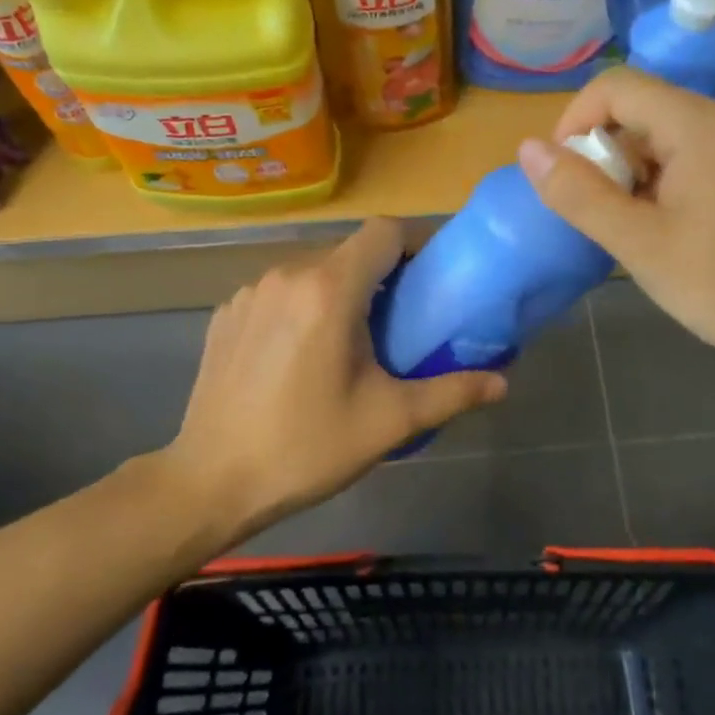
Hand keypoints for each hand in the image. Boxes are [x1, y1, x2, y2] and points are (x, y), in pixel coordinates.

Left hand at [166, 219, 506, 543]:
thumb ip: (452, 393)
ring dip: (342, 292)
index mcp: (329, 290)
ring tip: (354, 342)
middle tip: (404, 322)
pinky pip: (279, 293)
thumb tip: (504, 382)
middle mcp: (285, 275)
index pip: (385, 231)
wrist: (210, 482)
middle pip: (350, 252)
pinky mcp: (225, 315)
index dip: (418, 244)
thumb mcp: (389, 422)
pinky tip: (302, 356)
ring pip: (313, 271)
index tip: (435, 279)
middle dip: (384, 276)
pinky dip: (303, 308)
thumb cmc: (306, 448)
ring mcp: (248, 293)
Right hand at [517, 67, 714, 382]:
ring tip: (635, 229)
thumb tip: (527, 149)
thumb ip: (579, 194)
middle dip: (605, 155)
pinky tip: (665, 227)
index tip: (564, 178)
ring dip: (632, 173)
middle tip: (603, 216)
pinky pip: (688, 153)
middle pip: (640, 109)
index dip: (575, 123)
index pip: (616, 87)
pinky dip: (661, 181)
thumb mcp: (639, 245)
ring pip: (662, 134)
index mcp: (702, 123)